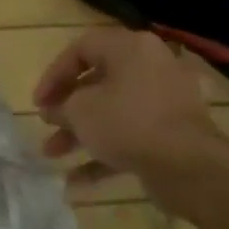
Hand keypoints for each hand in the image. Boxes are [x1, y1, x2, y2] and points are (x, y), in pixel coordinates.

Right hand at [34, 27, 228, 194]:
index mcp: (131, 48)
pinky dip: (105, 152)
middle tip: (47, 124)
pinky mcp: (173, 133)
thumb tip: (53, 111)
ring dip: (81, 132)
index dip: (53, 74)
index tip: (39, 102)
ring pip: (113, 111)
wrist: (189, 166)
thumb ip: (60, 107)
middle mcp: (151, 67)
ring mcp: (165, 101)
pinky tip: (77, 180)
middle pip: (98, 82)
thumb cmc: (128, 123)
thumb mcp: (80, 111)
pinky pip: (131, 135)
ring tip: (52, 154)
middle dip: (67, 108)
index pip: (81, 48)